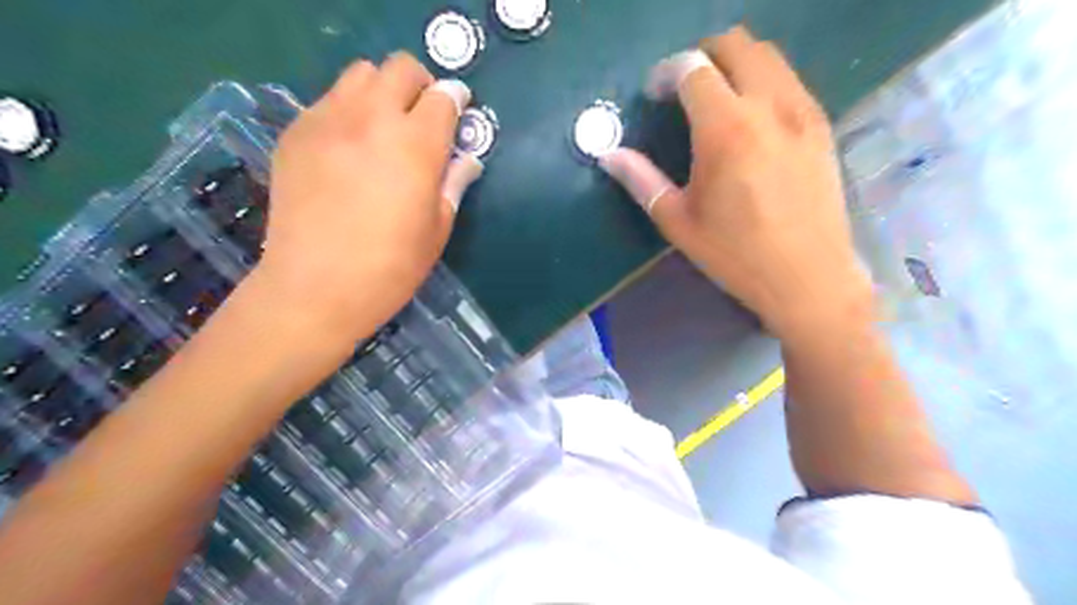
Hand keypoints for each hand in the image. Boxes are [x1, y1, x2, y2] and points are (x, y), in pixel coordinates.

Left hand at [254, 56, 482, 346]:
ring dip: (381, 91)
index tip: (459, 112)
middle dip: (420, 84)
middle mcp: (371, 119)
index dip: (456, 100)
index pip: (443, 97)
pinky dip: (348, 111)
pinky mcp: (295, 134)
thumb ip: (454, 184)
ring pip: (359, 74)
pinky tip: (349, 148)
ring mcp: (326, 121)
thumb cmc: (391, 266)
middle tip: (423, 115)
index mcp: (416, 145)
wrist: (316, 288)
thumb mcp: (437, 229)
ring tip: (384, 126)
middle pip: (400, 68)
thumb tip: (468, 160)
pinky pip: (327, 101)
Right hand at [603, 27, 867, 339]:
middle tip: (682, 88)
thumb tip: (608, 155)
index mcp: (726, 129)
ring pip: (768, 56)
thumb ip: (642, 180)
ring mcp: (802, 112)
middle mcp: (768, 106)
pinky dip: (762, 81)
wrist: (808, 277)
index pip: (693, 68)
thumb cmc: (735, 255)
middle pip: (736, 45)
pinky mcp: (821, 126)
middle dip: (702, 55)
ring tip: (715, 100)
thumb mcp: (679, 222)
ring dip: (735, 64)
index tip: (654, 95)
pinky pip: (789, 80)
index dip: (666, 73)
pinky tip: (750, 120)